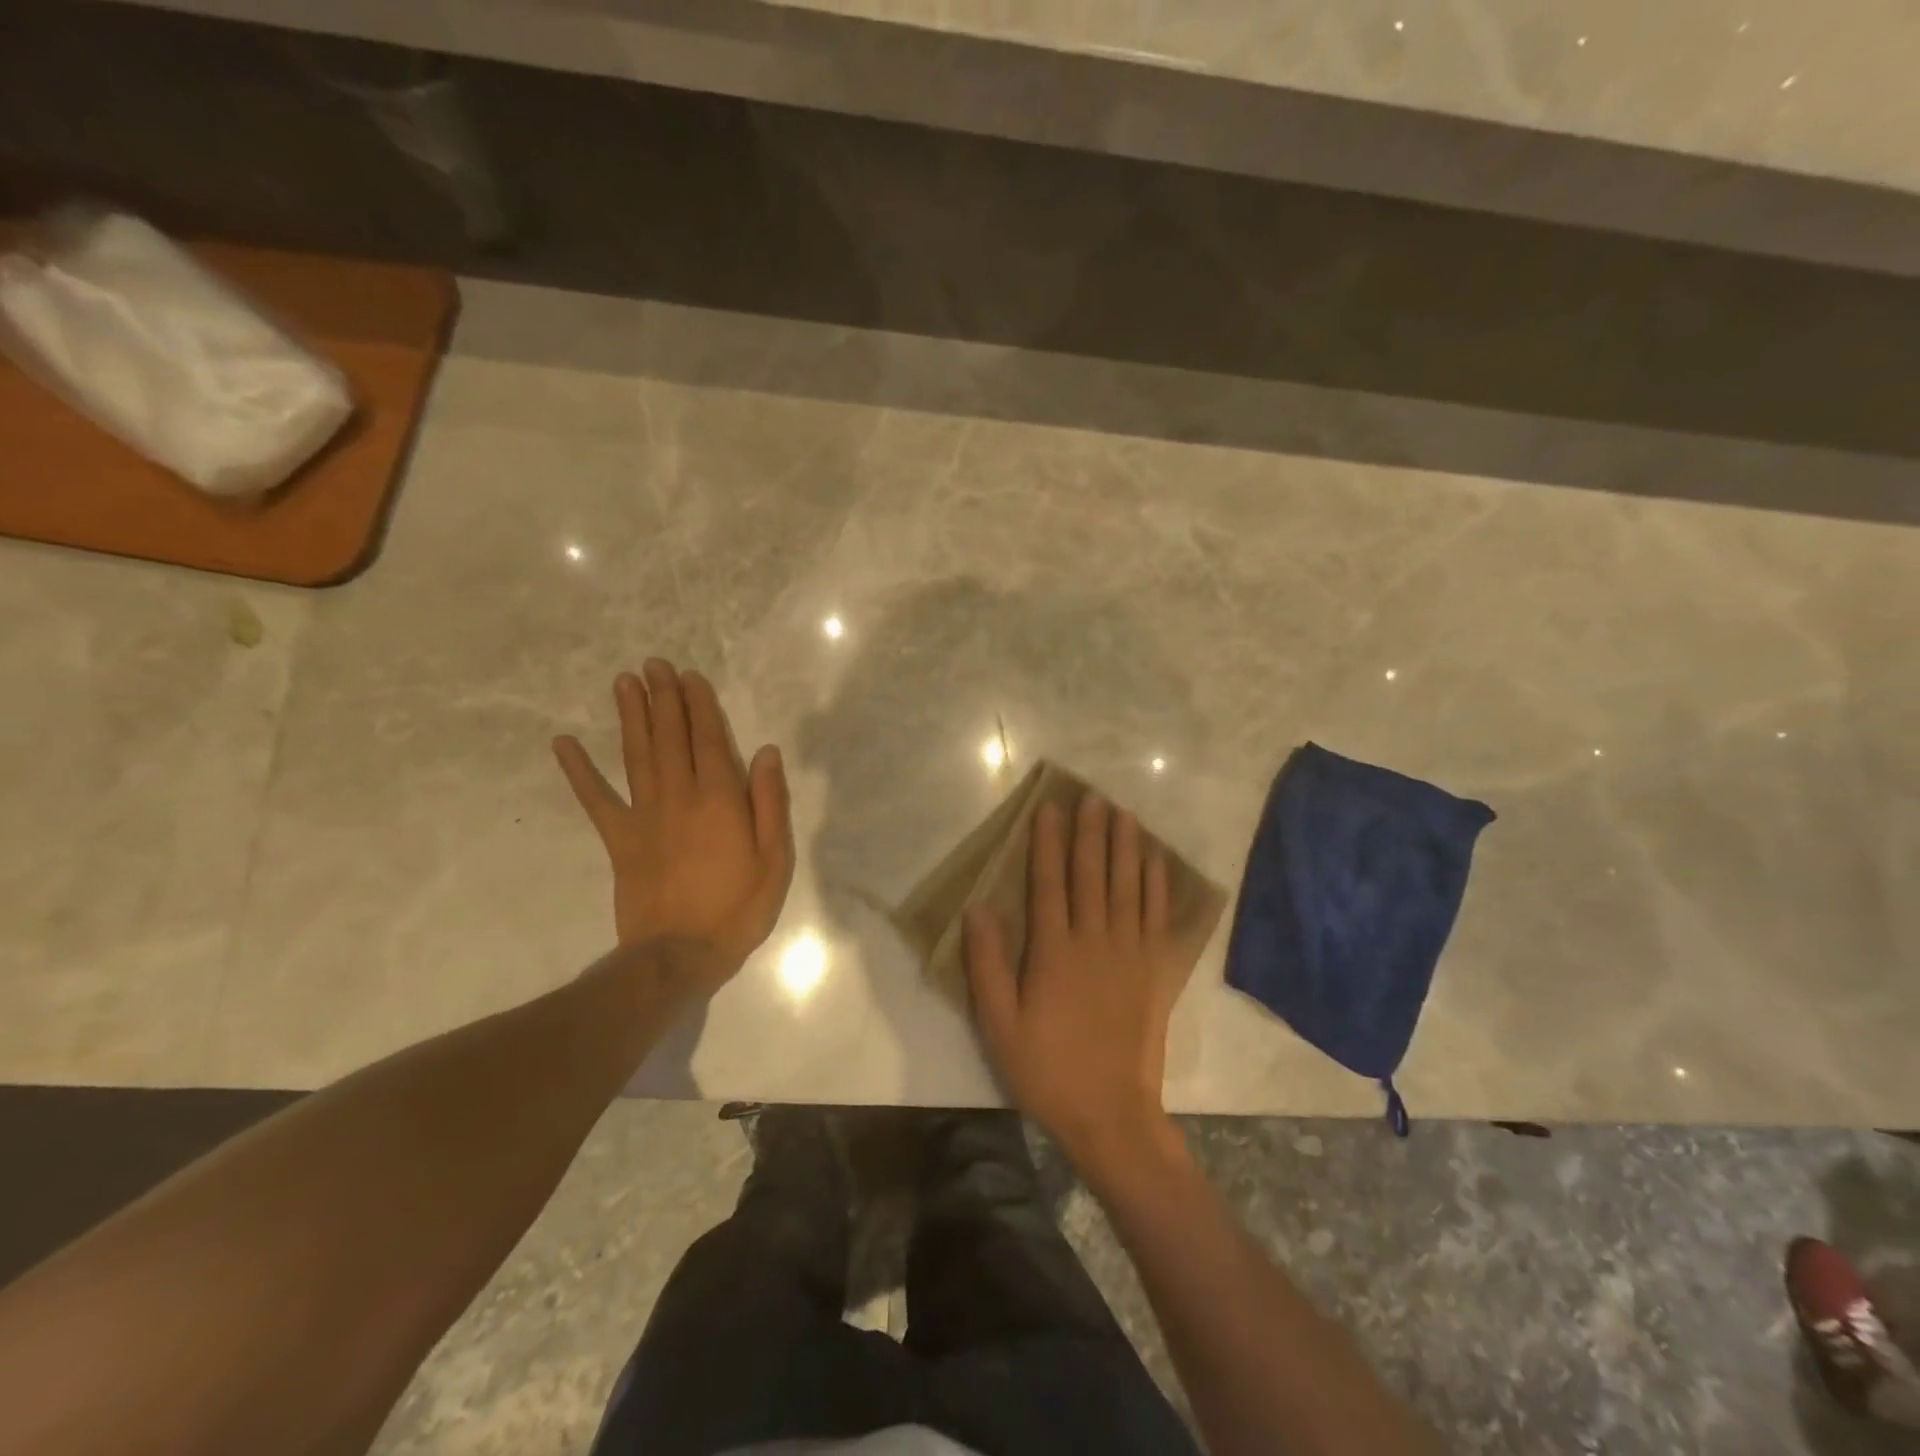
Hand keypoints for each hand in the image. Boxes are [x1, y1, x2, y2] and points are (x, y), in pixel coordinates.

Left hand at [553, 660, 793, 984]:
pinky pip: (596, 799)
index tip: (689, 676)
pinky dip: (579, 771)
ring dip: (631, 716)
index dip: (699, 705)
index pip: (708, 739)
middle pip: (670, 737)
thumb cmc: (738, 908)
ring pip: (637, 755)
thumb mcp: (774, 859)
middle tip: (654, 664)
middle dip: (663, 698)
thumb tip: (765, 753)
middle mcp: (679, 796)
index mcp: (720, 799)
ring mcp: (644, 816)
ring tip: (624, 682)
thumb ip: (770, 802)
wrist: (679, 954)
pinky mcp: (619, 839)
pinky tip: (563, 743)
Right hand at [964, 792, 1190, 1176]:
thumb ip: (988, 964)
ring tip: (1124, 813)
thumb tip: (978, 908)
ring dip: (1126, 846)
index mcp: (1054, 951)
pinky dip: (1157, 884)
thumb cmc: (1047, 1068)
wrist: (1111, 1113)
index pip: (1050, 882)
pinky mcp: (1155, 970)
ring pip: (1128, 886)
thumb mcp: (999, 1024)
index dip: (1048, 842)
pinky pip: (1157, 915)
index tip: (1050, 808)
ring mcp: (1130, 953)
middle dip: (1090, 832)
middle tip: (1092, 796)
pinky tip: (1155, 860)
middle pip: (1092, 874)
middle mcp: (1095, 941)